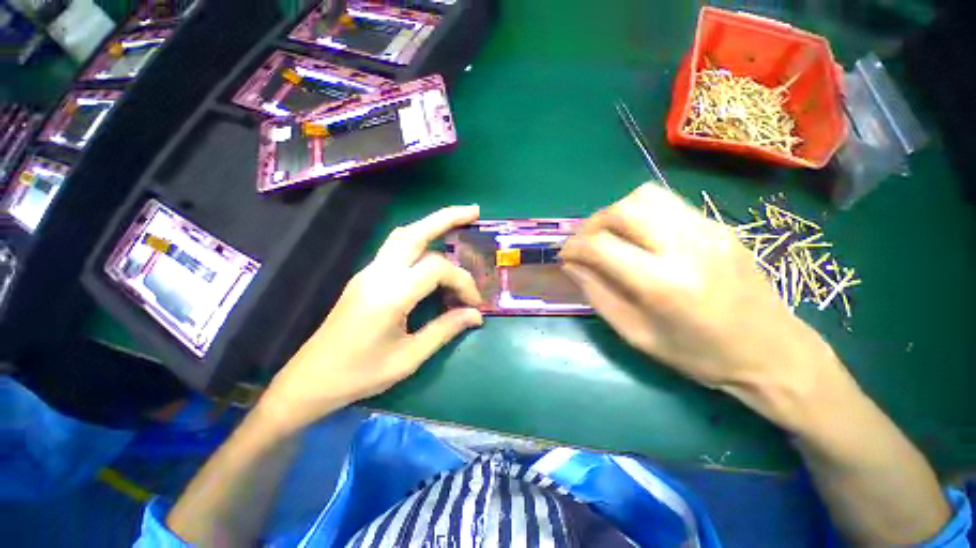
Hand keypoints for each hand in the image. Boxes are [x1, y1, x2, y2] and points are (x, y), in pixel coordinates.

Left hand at [262, 206, 483, 431]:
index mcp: (390, 295)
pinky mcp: (365, 276)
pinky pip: (396, 249)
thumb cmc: (360, 374)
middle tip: (474, 211)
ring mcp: (368, 272)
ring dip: (431, 224)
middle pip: (414, 232)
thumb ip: (445, 330)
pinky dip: (420, 242)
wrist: (311, 379)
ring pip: (403, 235)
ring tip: (458, 222)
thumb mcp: (409, 357)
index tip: (474, 303)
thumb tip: (476, 315)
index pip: (437, 269)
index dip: (462, 281)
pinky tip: (435, 252)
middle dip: (447, 218)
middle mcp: (378, 274)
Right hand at [560, 184, 843, 424]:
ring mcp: (708, 229)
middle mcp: (687, 246)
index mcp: (663, 284)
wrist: (773, 351)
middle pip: (622, 209)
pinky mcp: (718, 224)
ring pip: (644, 195)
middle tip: (584, 245)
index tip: (564, 256)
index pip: (601, 245)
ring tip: (608, 237)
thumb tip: (571, 265)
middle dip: (591, 224)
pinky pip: (667, 202)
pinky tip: (638, 236)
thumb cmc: (699, 355)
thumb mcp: (636, 334)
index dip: (573, 247)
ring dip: (615, 213)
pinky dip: (639, 213)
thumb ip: (597, 294)